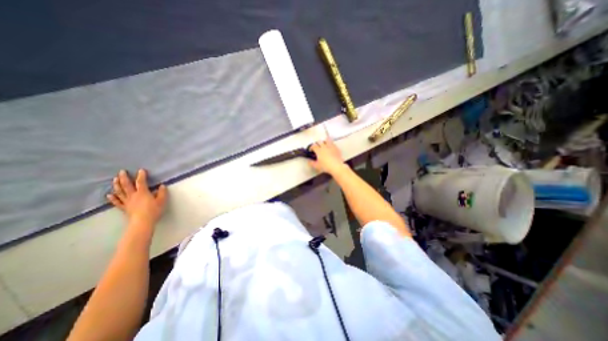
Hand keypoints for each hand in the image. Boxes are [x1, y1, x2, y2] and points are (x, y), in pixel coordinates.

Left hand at [107, 169, 166, 227]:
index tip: (141, 170)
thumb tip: (162, 186)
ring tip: (115, 179)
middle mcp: (133, 195)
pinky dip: (112, 198)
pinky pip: (117, 202)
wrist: (142, 222)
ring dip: (117, 185)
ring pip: (120, 192)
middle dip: (124, 177)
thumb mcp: (162, 201)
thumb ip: (162, 193)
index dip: (141, 175)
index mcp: (143, 193)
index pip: (141, 182)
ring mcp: (127, 201)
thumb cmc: (153, 210)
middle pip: (127, 185)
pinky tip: (109, 195)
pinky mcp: (124, 208)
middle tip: (122, 171)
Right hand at [309, 128, 346, 175]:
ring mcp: (331, 146)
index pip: (313, 146)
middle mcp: (324, 146)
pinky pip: (332, 143)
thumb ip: (311, 163)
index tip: (311, 150)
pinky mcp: (336, 148)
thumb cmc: (325, 166)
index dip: (311, 147)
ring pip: (326, 140)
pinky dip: (330, 144)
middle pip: (319, 141)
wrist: (336, 166)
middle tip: (317, 148)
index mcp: (319, 150)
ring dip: (324, 142)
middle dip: (317, 144)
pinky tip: (330, 148)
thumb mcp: (317, 166)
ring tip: (324, 145)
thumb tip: (309, 161)